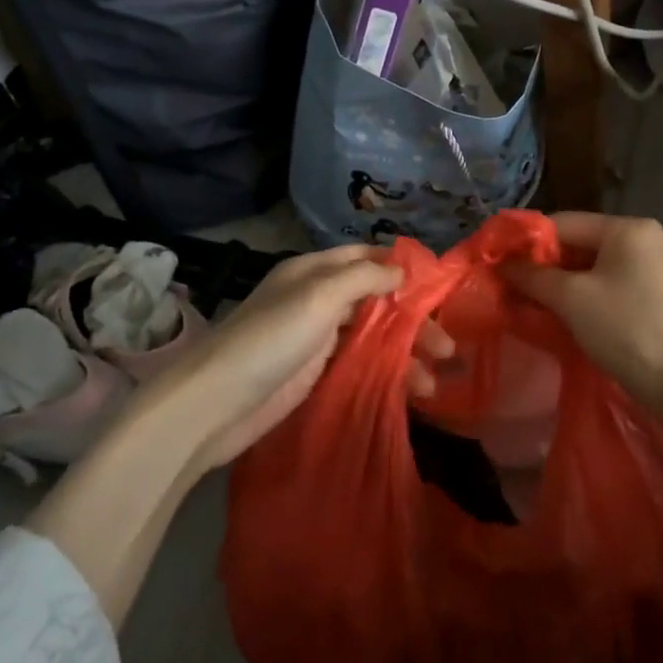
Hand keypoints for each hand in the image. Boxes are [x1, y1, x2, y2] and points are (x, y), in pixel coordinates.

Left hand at [180, 246, 453, 470]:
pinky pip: (361, 366)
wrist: (216, 404)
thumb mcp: (318, 296)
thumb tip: (402, 269)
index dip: (402, 268)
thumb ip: (364, 278)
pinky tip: (410, 392)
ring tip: (432, 382)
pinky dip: (387, 375)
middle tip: (446, 347)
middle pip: (377, 301)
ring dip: (405, 355)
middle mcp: (318, 300)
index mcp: (314, 271)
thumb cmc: (270, 339)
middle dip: (413, 321)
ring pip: (373, 338)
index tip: (439, 287)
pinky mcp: (316, 374)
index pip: (365, 258)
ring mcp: (317, 339)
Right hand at [506, 212, 662, 414]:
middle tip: (507, 288)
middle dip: (541, 267)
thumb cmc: (626, 329)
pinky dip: (579, 299)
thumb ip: (533, 277)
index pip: (563, 223)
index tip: (496, 263)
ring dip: (557, 286)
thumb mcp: (572, 299)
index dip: (526, 242)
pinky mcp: (651, 297)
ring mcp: (649, 269)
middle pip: (577, 244)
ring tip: (525, 304)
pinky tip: (557, 317)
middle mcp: (641, 240)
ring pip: (589, 269)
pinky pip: (605, 287)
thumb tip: (502, 265)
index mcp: (626, 229)